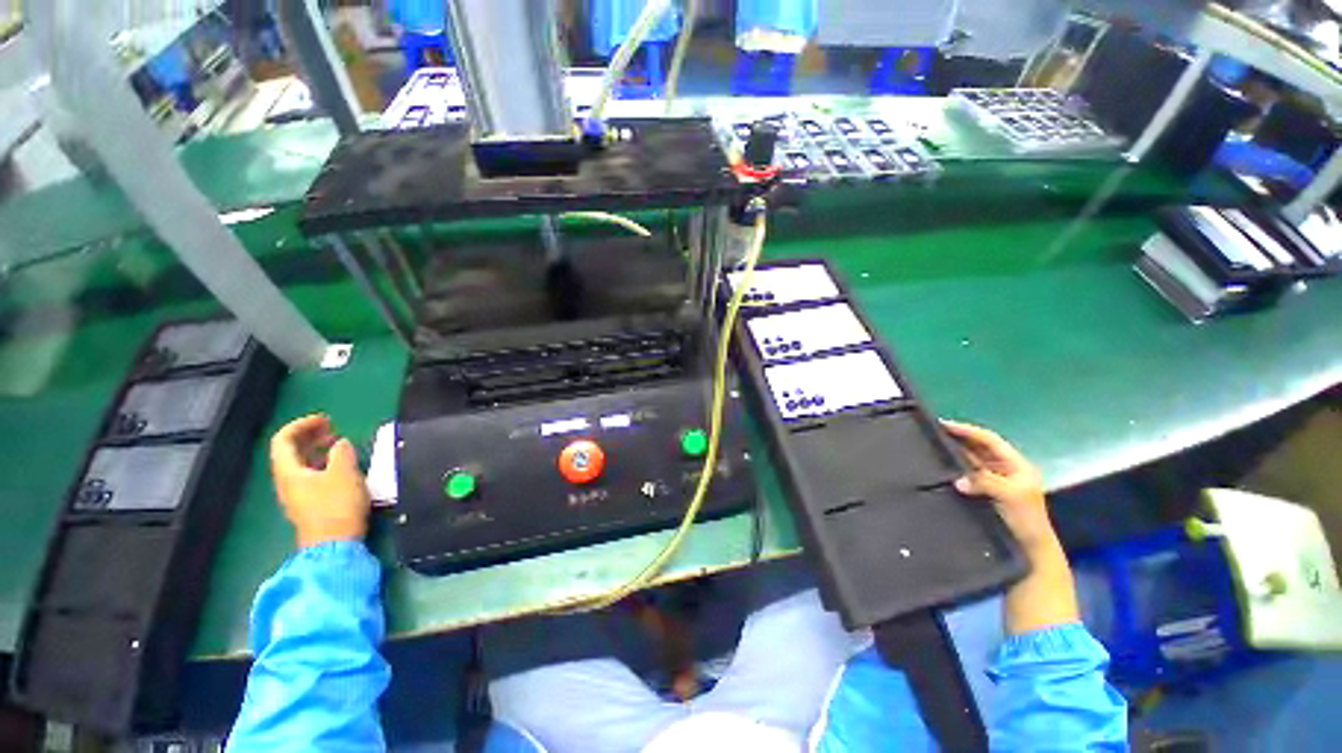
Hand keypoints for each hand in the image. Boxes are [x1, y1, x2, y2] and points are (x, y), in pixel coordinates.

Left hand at [270, 414, 370, 548]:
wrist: (334, 544)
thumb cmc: (337, 507)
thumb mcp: (344, 474)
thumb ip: (342, 453)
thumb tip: (341, 443)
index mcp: (289, 471)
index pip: (284, 440)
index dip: (302, 425)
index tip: (325, 419)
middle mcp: (288, 481)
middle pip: (290, 451)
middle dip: (309, 435)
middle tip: (332, 427)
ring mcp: (298, 494)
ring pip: (301, 463)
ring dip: (317, 449)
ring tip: (338, 443)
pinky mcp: (310, 504)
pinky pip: (310, 475)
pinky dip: (323, 463)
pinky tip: (341, 466)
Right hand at [942, 420, 1077, 633]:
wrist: (1031, 553)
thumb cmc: (1026, 521)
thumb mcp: (1012, 497)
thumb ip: (986, 483)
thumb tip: (958, 480)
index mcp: (1016, 466)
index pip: (989, 440)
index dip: (967, 431)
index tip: (943, 424)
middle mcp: (1004, 471)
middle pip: (977, 449)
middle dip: (957, 440)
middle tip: (931, 434)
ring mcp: (993, 484)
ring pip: (969, 463)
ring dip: (953, 456)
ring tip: (930, 449)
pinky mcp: (983, 496)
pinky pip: (965, 478)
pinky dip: (953, 472)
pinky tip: (938, 472)